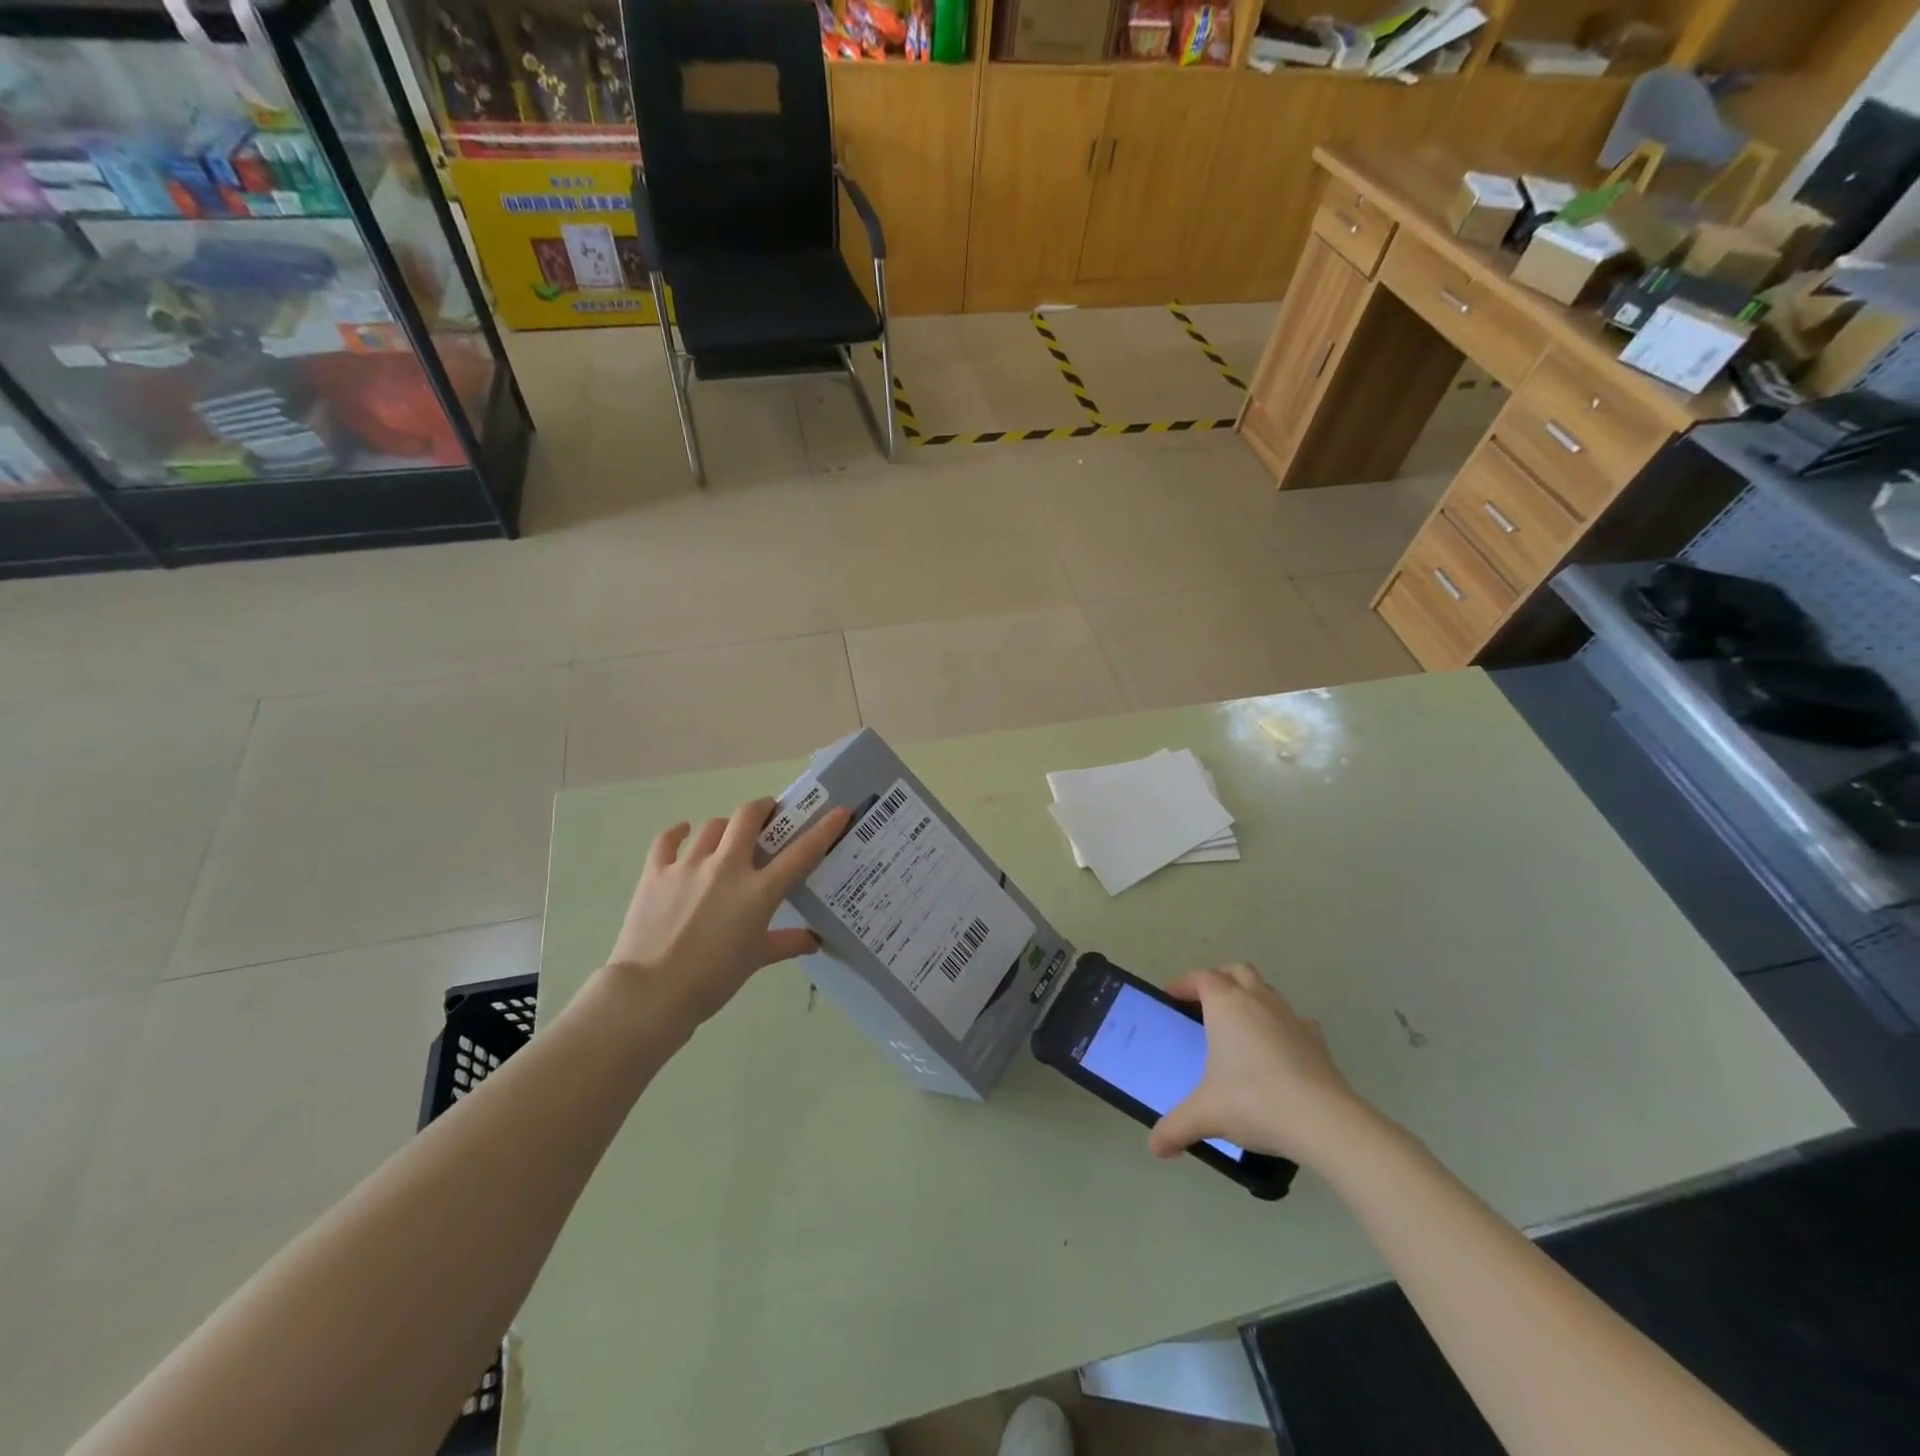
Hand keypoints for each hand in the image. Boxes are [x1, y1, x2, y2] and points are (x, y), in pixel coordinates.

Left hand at [605, 798, 850, 1026]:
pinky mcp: (656, 873)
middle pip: (748, 817)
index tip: (840, 811)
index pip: (801, 852)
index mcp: (758, 891)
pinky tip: (684, 833)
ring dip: (725, 827)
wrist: (651, 993)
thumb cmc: (713, 979)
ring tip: (727, 838)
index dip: (824, 829)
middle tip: (769, 815)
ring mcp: (688, 866)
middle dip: (763, 809)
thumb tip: (814, 940)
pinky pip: (668, 840)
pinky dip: (678, 833)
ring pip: (712, 826)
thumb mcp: (755, 960)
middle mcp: (727, 868)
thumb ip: (787, 943)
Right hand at [1147, 963, 1378, 1170]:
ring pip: (1265, 990)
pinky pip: (1292, 1019)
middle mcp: (1258, 1000)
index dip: (1184, 984)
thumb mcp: (1206, 1115)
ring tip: (1238, 1029)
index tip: (1172, 998)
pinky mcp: (1316, 1038)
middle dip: (1219, 980)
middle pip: (1236, 972)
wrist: (1325, 1122)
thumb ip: (1176, 1127)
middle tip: (1204, 1005)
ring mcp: (1291, 1016)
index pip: (1201, 978)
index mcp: (1226, 1005)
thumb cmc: (1255, 1102)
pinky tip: (1276, 1051)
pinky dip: (1278, 1025)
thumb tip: (1156, 1148)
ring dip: (1249, 998)